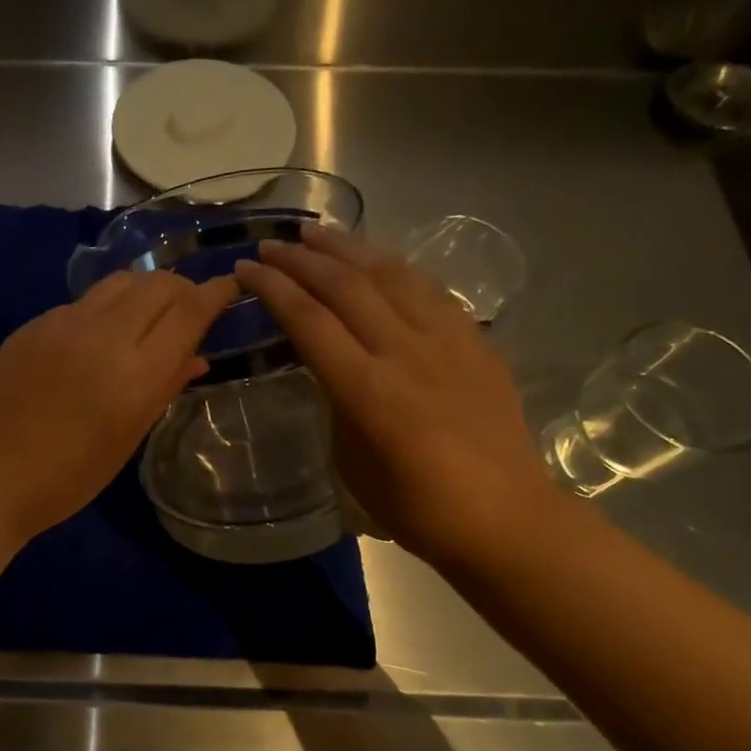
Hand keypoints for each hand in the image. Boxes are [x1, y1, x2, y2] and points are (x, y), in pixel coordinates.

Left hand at [0, 269, 238, 560]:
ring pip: (119, 282)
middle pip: (157, 283)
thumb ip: (163, 390)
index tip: (229, 286)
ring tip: (148, 315)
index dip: (215, 293)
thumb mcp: (126, 440)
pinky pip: (83, 302)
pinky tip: (99, 337)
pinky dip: (105, 308)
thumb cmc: (66, 478)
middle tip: (188, 308)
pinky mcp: (32, 325)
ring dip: (144, 290)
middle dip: (182, 288)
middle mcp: (101, 335)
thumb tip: (196, 357)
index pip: (188, 310)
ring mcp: (61, 324)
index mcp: (134, 374)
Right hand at [234, 225, 560, 569]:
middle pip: (345, 285)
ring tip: (317, 233)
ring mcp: (447, 341)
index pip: (308, 319)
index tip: (245, 269)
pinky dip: (394, 267)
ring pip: (390, 274)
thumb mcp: (350, 461)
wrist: (504, 517)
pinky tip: (377, 261)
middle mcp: (404, 351)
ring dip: (348, 248)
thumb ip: (336, 403)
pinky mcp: (475, 342)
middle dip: (301, 259)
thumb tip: (331, 369)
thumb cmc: (415, 506)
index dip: (272, 288)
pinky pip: (429, 289)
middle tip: (273, 244)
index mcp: (365, 389)